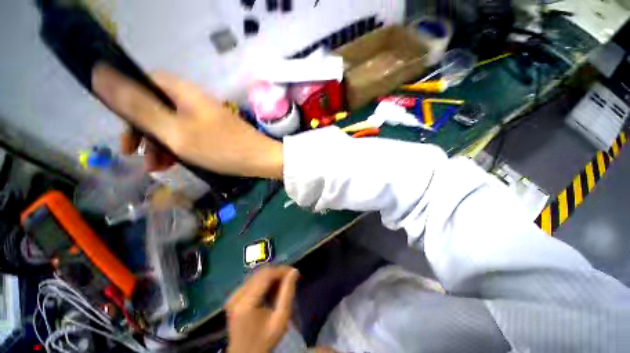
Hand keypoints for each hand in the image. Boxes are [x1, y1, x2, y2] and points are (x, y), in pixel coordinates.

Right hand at [92, 64, 283, 177]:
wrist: (260, 160)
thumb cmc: (221, 147)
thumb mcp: (174, 130)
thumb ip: (138, 106)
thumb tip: (102, 74)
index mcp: (183, 92)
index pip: (145, 83)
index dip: (128, 102)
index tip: (124, 128)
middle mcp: (194, 101)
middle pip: (157, 108)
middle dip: (143, 132)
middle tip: (135, 155)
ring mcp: (206, 117)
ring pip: (172, 125)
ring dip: (159, 145)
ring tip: (156, 168)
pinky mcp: (215, 132)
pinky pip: (188, 136)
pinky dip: (177, 149)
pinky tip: (173, 165)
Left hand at [225, 266, 298, 352]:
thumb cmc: (265, 340)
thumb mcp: (281, 319)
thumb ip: (288, 293)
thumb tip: (294, 271)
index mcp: (246, 303)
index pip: (266, 275)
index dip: (281, 270)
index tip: (294, 273)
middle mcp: (236, 295)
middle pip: (261, 273)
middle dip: (277, 273)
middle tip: (290, 279)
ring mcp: (233, 296)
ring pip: (257, 275)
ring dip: (271, 277)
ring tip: (282, 285)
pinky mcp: (233, 297)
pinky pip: (252, 281)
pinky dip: (264, 282)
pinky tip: (271, 290)